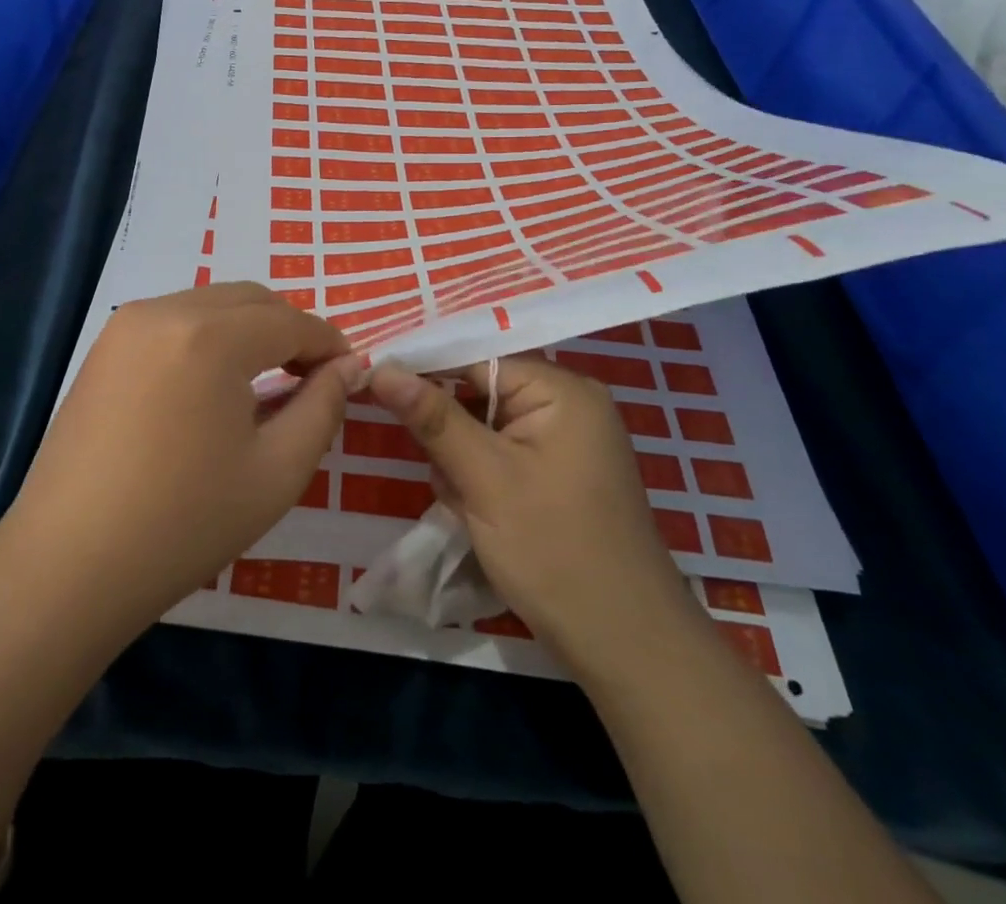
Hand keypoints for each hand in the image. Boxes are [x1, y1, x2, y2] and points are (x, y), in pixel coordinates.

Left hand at [7, 284, 362, 626]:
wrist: (69, 565)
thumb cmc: (184, 523)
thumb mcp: (277, 471)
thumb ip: (322, 407)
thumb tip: (348, 367)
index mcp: (211, 335)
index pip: (290, 321)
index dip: (329, 343)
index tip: (352, 372)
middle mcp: (166, 310)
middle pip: (251, 299)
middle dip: (291, 330)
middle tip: (314, 377)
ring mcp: (127, 324)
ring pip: (212, 304)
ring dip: (250, 329)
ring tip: (268, 381)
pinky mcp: (104, 346)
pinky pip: (176, 320)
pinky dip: (209, 336)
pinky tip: (214, 383)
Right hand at [367, 355, 685, 660]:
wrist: (626, 648)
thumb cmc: (555, 552)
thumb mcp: (485, 478)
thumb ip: (432, 417)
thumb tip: (382, 367)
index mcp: (562, 390)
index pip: (477, 358)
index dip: (426, 371)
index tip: (380, 386)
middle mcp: (569, 405)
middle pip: (480, 393)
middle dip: (449, 432)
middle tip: (442, 474)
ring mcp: (567, 443)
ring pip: (486, 428)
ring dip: (461, 461)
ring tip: (464, 505)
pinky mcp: (560, 475)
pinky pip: (503, 455)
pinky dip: (481, 479)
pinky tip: (477, 515)